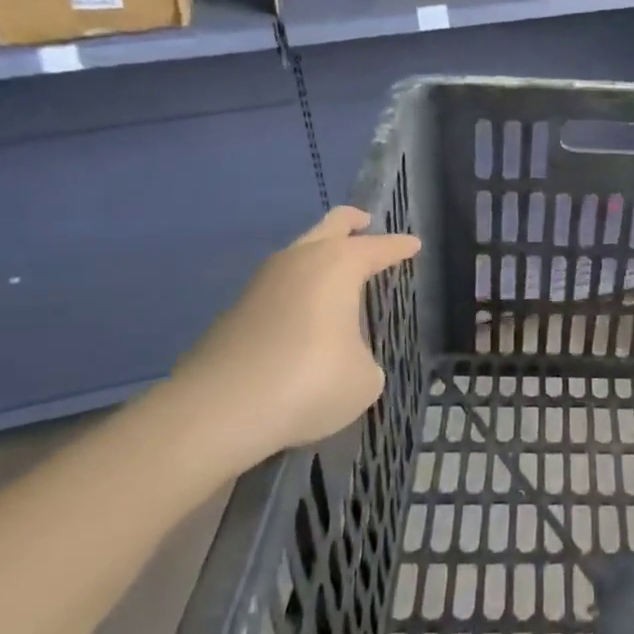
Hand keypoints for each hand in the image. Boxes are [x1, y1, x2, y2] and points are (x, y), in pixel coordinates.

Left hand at [164, 207, 420, 483]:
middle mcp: (300, 261)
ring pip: (298, 255)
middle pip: (330, 226)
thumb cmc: (311, 381)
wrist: (219, 410)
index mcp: (339, 265)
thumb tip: (346, 359)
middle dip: (351, 223)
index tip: (413, 245)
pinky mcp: (236, 312)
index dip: (399, 247)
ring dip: (318, 258)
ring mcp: (261, 284)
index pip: (378, 247)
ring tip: (337, 277)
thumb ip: (363, 359)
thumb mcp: (364, 379)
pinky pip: (278, 289)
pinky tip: (305, 318)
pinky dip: (297, 293)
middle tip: (366, 223)